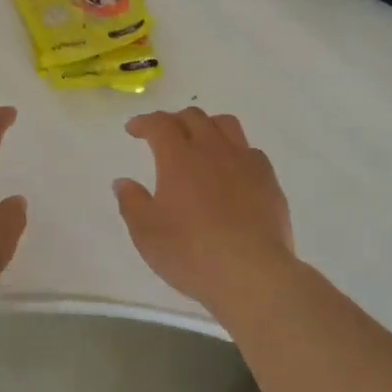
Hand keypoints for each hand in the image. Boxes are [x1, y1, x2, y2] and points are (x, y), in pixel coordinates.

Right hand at [114, 109, 296, 311]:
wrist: (252, 274)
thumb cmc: (191, 253)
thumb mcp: (146, 233)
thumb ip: (132, 203)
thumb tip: (123, 182)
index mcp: (179, 158)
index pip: (160, 124)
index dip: (144, 122)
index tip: (133, 129)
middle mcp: (213, 150)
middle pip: (194, 117)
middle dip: (174, 120)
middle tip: (163, 136)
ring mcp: (245, 162)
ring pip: (226, 125)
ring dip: (207, 126)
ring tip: (199, 142)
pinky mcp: (269, 180)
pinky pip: (250, 150)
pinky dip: (234, 150)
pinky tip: (231, 170)